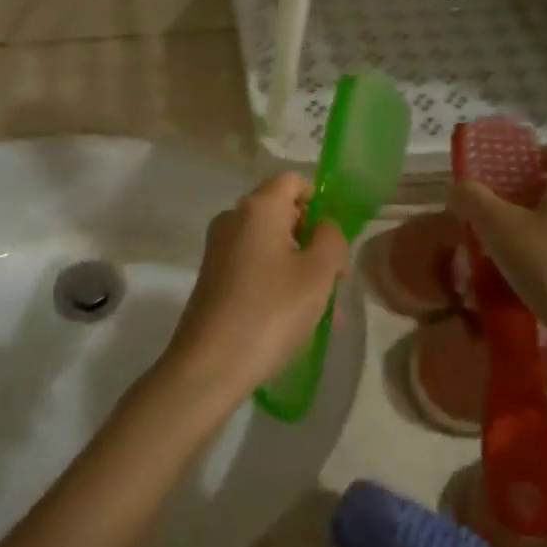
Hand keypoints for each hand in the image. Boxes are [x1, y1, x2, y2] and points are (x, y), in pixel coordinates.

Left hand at [160, 173, 348, 410]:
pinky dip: (278, 282)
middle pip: (283, 212)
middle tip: (337, 279)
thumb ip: (331, 239)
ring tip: (326, 311)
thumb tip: (324, 227)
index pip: (293, 181)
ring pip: (272, 245)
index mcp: (258, 207)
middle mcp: (233, 218)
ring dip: (301, 268)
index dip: (320, 202)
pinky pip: (255, 266)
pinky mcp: (213, 276)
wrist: (209, 365)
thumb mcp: (318, 274)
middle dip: (314, 240)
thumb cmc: (271, 312)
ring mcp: (219, 248)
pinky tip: (298, 319)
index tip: (336, 239)